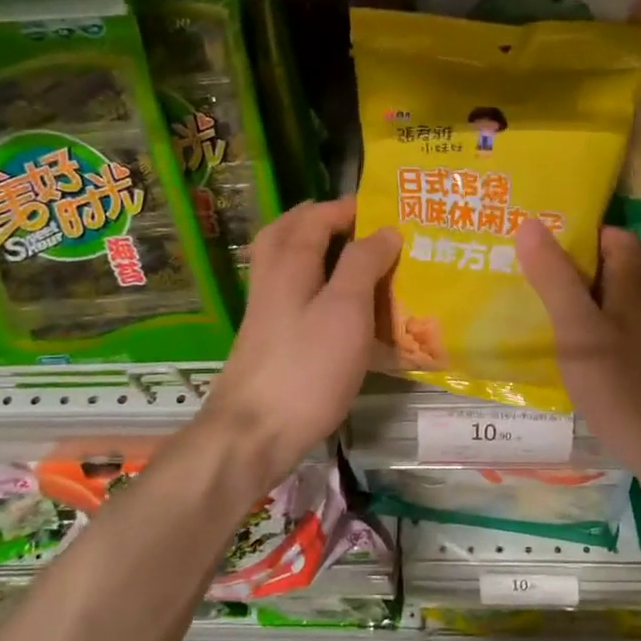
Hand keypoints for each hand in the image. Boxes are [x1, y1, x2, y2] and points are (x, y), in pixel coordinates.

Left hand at [200, 198, 399, 489]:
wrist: (255, 433)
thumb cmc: (307, 366)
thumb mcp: (346, 309)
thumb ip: (363, 264)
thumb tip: (384, 229)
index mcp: (289, 264)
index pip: (315, 217)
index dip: (348, 207)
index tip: (384, 208)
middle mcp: (272, 281)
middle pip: (287, 233)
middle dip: (320, 220)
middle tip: (356, 223)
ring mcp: (267, 314)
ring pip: (288, 266)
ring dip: (316, 251)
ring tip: (353, 258)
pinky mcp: (272, 343)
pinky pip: (294, 297)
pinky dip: (316, 286)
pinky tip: (340, 307)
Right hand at [513, 219, 640, 540]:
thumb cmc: (633, 391)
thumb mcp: (583, 332)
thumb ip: (556, 280)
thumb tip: (530, 224)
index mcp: (631, 289)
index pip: (614, 238)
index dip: (580, 229)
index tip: (534, 231)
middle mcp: (639, 312)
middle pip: (602, 275)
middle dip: (559, 268)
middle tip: (507, 269)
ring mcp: (640, 349)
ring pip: (597, 313)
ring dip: (562, 308)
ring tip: (511, 309)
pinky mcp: (636, 382)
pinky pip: (598, 348)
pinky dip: (571, 346)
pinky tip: (541, 361)